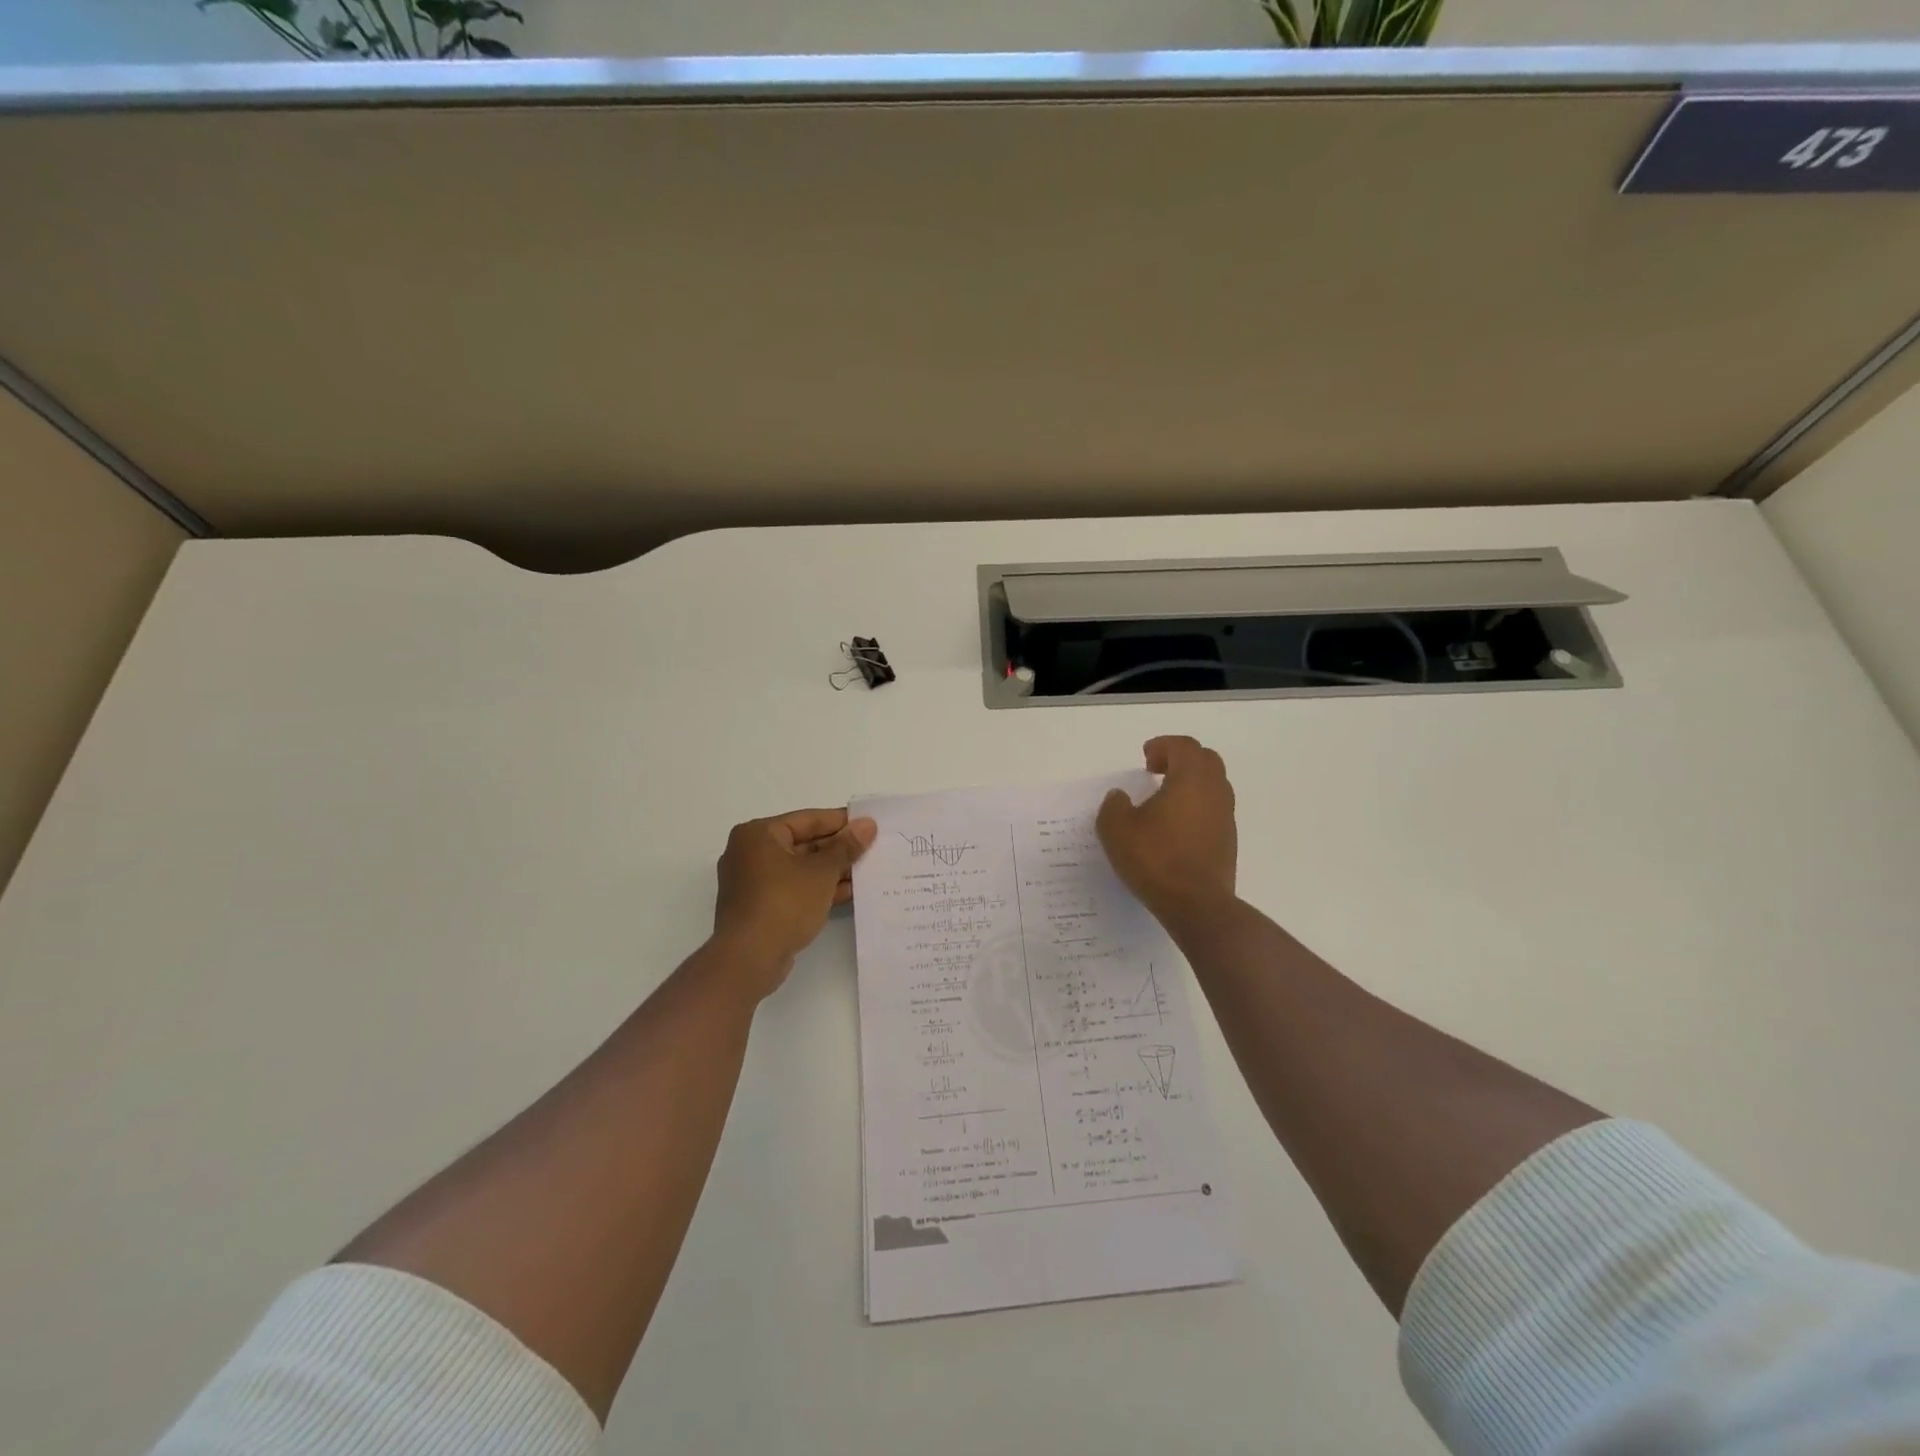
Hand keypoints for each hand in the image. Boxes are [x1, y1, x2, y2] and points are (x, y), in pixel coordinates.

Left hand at [711, 808, 876, 993]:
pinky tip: (848, 893)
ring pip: (800, 868)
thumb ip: (846, 846)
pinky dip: (817, 889)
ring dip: (831, 871)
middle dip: (837, 849)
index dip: (841, 822)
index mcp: (759, 834)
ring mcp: (752, 882)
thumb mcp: (822, 871)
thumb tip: (867, 824)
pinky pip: (793, 888)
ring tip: (866, 871)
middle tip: (872, 849)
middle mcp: (750, 852)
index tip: (869, 825)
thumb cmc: (784, 903)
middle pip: (803, 843)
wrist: (749, 958)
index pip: (808, 819)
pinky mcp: (759, 906)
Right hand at [1097, 736, 1237, 932]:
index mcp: (1191, 779)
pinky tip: (1175, 826)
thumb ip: (1114, 806)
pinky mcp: (1228, 840)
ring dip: (1190, 783)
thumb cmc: (1156, 859)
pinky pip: (1214, 809)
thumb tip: (1120, 797)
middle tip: (1157, 771)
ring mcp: (1226, 816)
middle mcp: (1215, 791)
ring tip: (1164, 799)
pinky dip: (1196, 806)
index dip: (1163, 745)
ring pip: (1213, 785)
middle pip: (1205, 760)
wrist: (1197, 905)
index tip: (1145, 759)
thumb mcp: (1116, 830)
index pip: (1184, 746)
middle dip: (1181, 759)